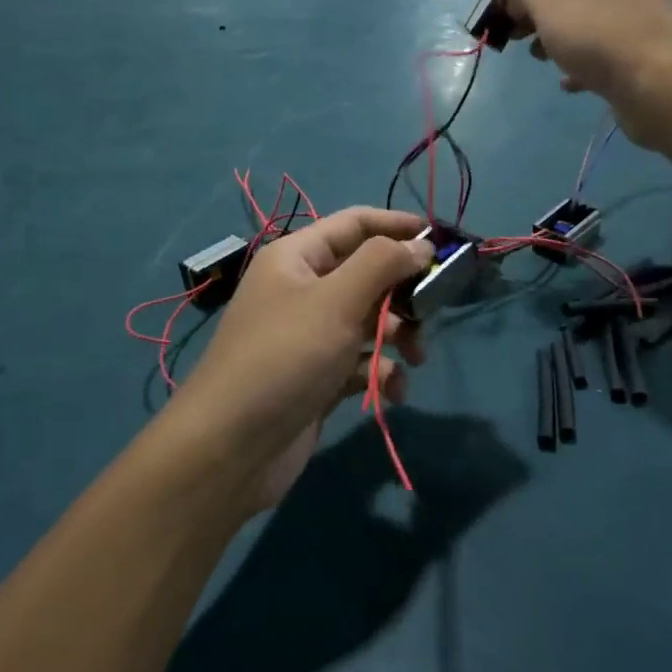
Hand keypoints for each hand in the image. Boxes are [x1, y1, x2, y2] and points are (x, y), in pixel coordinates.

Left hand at [170, 208, 431, 514]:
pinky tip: (391, 391)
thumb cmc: (285, 357)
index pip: (354, 224)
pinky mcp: (318, 376)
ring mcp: (309, 335)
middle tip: (434, 307)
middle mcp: (302, 289)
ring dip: (399, 334)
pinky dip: (380, 371)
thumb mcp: (336, 300)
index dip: (397, 225)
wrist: (231, 448)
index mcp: (297, 257)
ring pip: (369, 319)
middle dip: (403, 290)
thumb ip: (382, 263)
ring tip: (416, 356)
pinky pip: (360, 361)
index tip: (440, 240)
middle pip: (367, 272)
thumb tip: (420, 246)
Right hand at [502, 0, 671, 147]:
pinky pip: (602, 52)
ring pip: (585, 21)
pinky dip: (580, 63)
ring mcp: (639, 19)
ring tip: (537, 57)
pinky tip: (567, 81)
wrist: (661, 86)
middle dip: (536, 8)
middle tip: (513, 30)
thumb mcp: (548, 1)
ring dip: (555, 37)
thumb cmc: (600, 34)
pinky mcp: (642, 54)